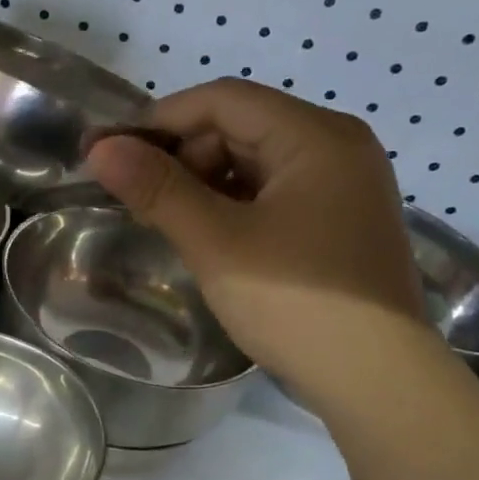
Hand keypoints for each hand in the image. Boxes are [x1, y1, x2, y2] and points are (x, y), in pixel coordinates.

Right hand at [87, 78, 431, 397]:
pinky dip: (232, 204)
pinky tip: (206, 236)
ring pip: (255, 162)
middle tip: (136, 196)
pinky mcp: (340, 221)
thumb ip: (158, 189)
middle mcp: (338, 146)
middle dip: (182, 154)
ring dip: (203, 182)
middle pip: (241, 127)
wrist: (377, 379)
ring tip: (165, 219)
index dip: (158, 120)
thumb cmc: (295, 301)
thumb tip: (101, 148)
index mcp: (315, 136)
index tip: (108, 152)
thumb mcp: (216, 243)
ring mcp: (344, 185)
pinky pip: (274, 193)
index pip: (222, 100)